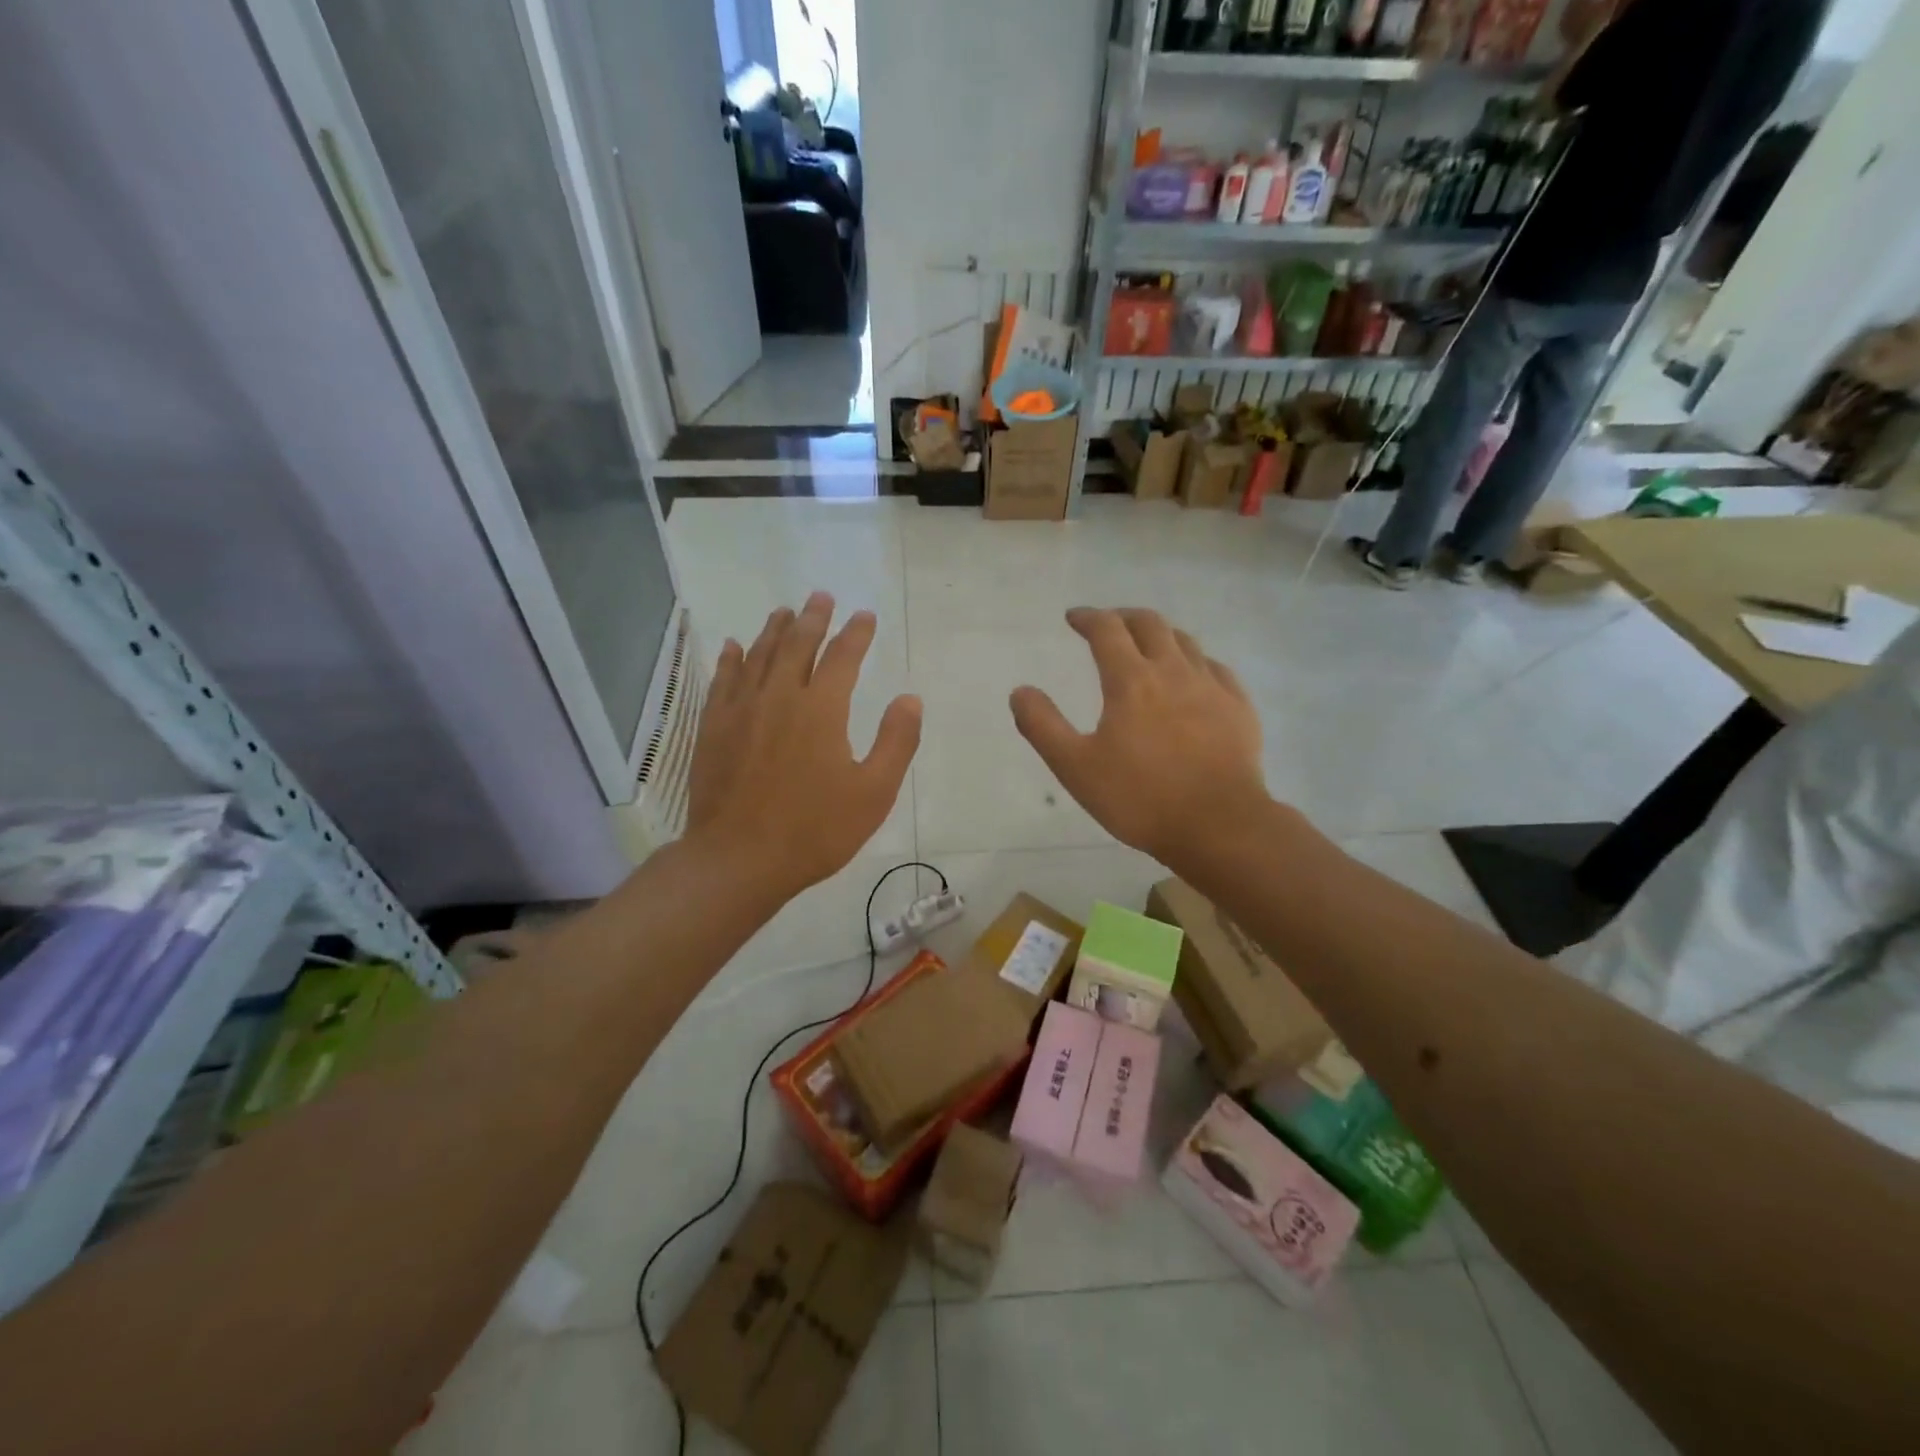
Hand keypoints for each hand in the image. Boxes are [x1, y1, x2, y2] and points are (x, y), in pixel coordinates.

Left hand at [686, 593, 920, 897]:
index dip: (856, 633)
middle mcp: (779, 697)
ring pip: (758, 655)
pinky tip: (733, 647)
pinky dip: (731, 659)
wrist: (739, 859)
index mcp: (822, 709)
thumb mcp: (873, 793)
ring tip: (785, 611)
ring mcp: (741, 710)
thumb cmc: (814, 830)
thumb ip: (896, 742)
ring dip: (774, 629)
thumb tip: (910, 698)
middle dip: (813, 618)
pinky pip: (723, 680)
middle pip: (797, 644)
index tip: (865, 615)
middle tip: (821, 596)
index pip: (842, 656)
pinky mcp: (715, 728)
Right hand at [1010, 608, 1266, 866]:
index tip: (1073, 617)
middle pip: (1150, 624)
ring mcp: (1212, 687)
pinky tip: (1194, 675)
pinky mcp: (1239, 708)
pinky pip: (1217, 668)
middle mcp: (1173, 671)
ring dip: (1160, 634)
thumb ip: (1043, 726)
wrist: (1220, 825)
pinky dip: (1197, 660)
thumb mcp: (1076, 768)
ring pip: (1186, 641)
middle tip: (1108, 624)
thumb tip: (1020, 691)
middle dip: (1124, 617)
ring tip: (1148, 644)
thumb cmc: (1140, 798)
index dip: (1087, 618)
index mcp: (1131, 681)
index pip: (1106, 630)